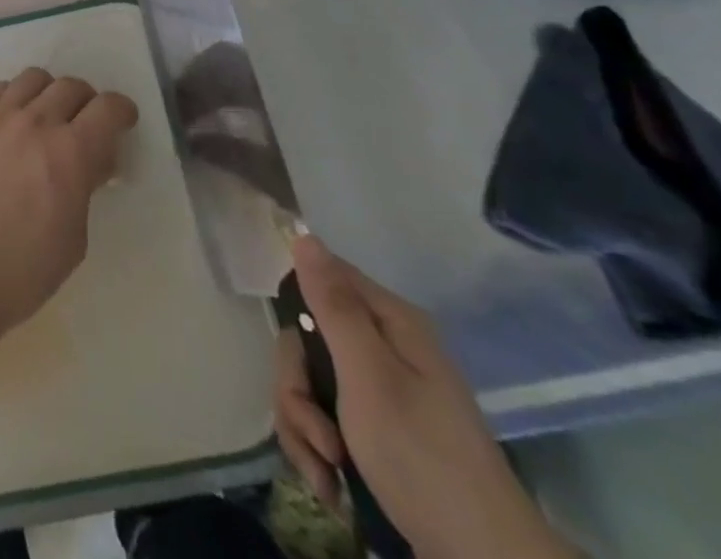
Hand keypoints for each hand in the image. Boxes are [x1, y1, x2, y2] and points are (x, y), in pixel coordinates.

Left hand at [0, 68, 136, 338]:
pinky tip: (10, 124)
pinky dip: (12, 99)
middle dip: (86, 101)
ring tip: (46, 117)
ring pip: (32, 78)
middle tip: (85, 123)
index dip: (121, 111)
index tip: (123, 121)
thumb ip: (84, 187)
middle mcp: (35, 122)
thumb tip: (88, 162)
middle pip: (70, 86)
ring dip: (48, 93)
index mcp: (71, 152)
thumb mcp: (75, 236)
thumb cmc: (23, 268)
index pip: (107, 108)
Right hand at [283, 236, 571, 558]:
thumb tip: (304, 235)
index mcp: (390, 323)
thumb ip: (333, 306)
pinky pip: (320, 418)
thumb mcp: (369, 376)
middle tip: (317, 433)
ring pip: (307, 383)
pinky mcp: (372, 430)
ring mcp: (378, 391)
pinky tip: (330, 484)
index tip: (298, 359)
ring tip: (327, 469)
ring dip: (303, 428)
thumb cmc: (423, 457)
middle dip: (297, 390)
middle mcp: (383, 347)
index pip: (321, 280)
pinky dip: (316, 451)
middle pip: (306, 339)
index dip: (297, 311)